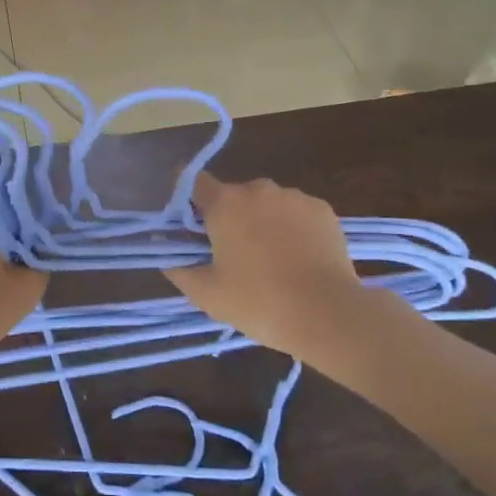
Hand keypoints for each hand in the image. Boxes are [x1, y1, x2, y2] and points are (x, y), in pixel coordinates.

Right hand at [165, 173, 390, 357]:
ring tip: (273, 260)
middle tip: (234, 254)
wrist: (328, 314)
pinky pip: (297, 212)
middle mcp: (257, 189)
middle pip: (233, 195)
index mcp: (224, 204)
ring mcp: (294, 197)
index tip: (190, 221)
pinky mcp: (323, 209)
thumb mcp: (207, 294)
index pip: (193, 181)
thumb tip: (167, 255)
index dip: (187, 198)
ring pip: (267, 203)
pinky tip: (299, 258)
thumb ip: (178, 269)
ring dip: (263, 221)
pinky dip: (293, 228)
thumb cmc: (259, 302)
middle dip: (230, 217)